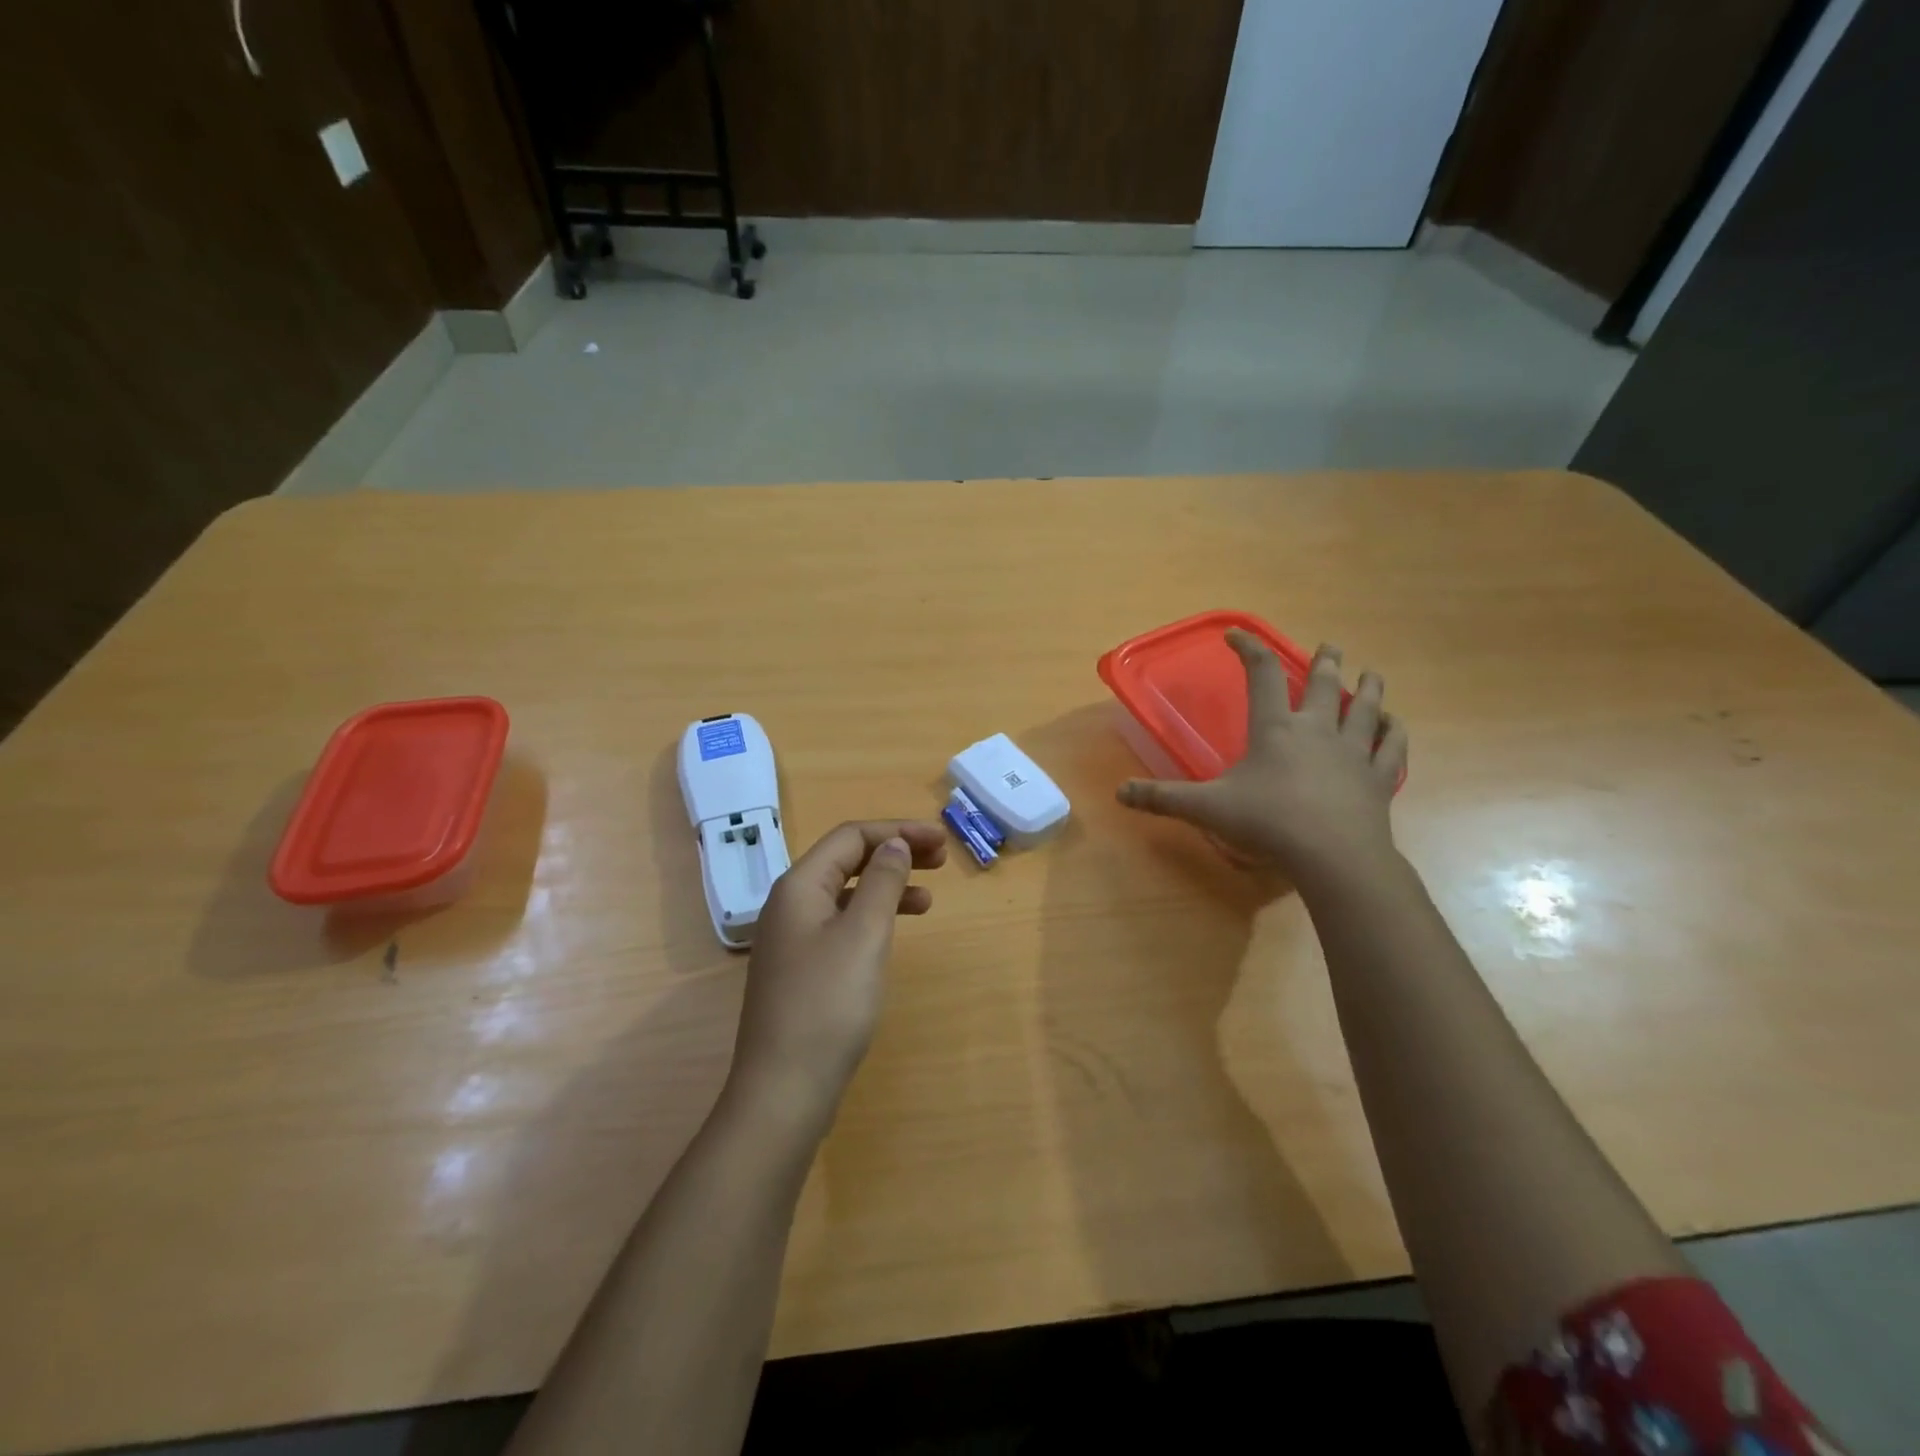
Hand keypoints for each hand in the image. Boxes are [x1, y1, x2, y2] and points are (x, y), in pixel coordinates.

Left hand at [724, 820, 946, 1132]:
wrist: (784, 1090)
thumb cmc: (828, 1004)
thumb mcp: (864, 934)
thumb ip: (881, 881)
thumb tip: (894, 844)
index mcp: (799, 886)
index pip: (850, 836)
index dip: (897, 831)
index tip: (941, 840)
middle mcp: (790, 904)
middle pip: (846, 859)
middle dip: (893, 852)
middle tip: (940, 859)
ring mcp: (793, 939)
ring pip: (846, 893)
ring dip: (887, 886)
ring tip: (929, 898)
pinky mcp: (802, 969)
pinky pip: (842, 924)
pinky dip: (873, 918)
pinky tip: (895, 934)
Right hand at [1117, 631, 1407, 892]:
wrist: (1333, 855)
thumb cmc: (1268, 822)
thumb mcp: (1206, 809)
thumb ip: (1163, 798)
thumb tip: (1119, 793)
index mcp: (1275, 728)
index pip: (1261, 674)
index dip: (1248, 649)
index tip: (1236, 635)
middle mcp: (1318, 730)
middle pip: (1324, 684)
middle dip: (1324, 661)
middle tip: (1329, 647)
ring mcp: (1354, 752)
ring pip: (1366, 708)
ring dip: (1367, 687)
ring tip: (1370, 673)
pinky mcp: (1379, 778)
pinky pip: (1392, 747)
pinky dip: (1394, 733)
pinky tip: (1394, 726)